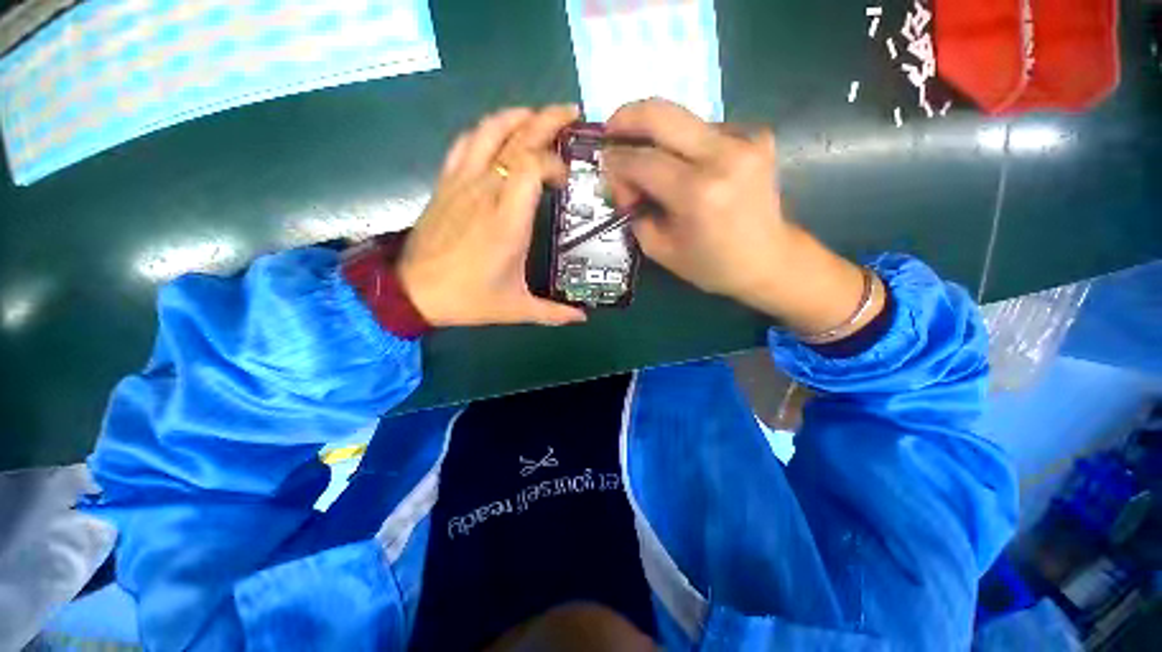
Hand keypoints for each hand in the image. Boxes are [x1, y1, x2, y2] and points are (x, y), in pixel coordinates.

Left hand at [398, 105, 587, 327]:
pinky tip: (499, 134)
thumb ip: (554, 312)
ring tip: (538, 116)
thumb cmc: (469, 299)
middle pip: (516, 137)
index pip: (534, 165)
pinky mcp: (446, 183)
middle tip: (571, 113)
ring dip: (517, 116)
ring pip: (489, 130)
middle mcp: (486, 191)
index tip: (567, 179)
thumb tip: (583, 317)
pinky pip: (466, 142)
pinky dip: (486, 130)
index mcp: (507, 219)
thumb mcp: (517, 309)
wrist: (414, 293)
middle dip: (547, 118)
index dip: (555, 163)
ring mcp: (462, 182)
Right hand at [603, 100, 787, 302]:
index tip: (604, 168)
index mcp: (697, 193)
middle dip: (626, 117)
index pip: (641, 160)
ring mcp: (744, 140)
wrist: (769, 260)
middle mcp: (723, 155)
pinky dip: (683, 143)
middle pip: (661, 114)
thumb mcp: (660, 249)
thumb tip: (622, 182)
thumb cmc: (711, 265)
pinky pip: (704, 129)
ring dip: (655, 136)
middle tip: (610, 131)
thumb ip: (634, 212)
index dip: (616, 163)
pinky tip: (683, 165)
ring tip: (649, 162)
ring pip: (682, 119)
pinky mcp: (756, 136)